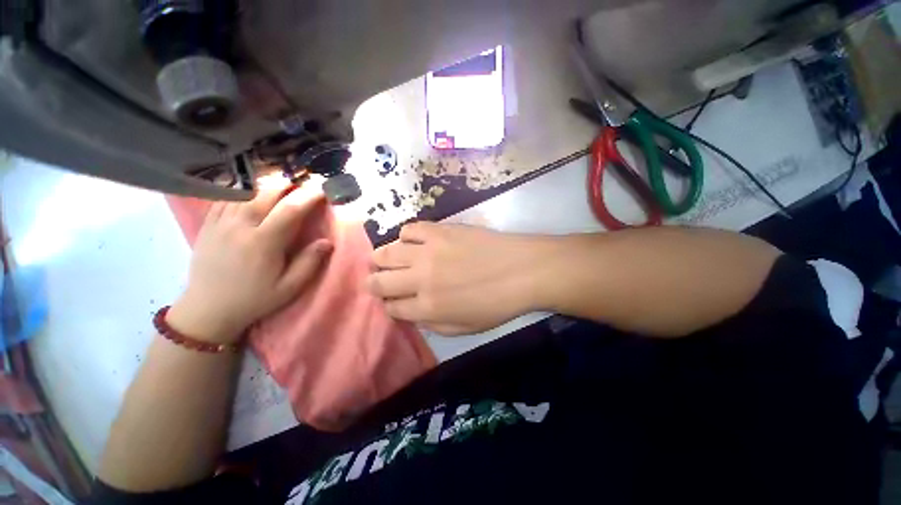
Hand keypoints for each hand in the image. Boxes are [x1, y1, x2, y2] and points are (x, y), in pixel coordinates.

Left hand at [167, 186, 332, 343]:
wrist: (207, 309)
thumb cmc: (254, 299)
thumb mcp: (289, 288)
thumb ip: (309, 263)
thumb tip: (327, 242)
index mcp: (263, 243)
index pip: (290, 210)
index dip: (308, 196)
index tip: (322, 190)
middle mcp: (240, 227)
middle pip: (265, 194)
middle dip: (288, 184)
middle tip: (303, 182)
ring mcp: (219, 224)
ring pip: (244, 192)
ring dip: (266, 184)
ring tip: (281, 182)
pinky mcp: (207, 225)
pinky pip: (224, 198)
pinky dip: (241, 190)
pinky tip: (252, 190)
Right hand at [367, 222, 553, 335]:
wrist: (522, 270)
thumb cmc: (498, 304)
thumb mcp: (465, 328)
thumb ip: (433, 324)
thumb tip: (412, 313)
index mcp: (428, 307)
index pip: (392, 308)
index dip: (388, 306)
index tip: (391, 301)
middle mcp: (420, 279)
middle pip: (380, 281)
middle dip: (373, 283)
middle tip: (377, 280)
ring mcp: (428, 251)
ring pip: (387, 252)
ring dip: (381, 258)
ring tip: (385, 259)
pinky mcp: (439, 230)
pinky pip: (409, 229)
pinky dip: (405, 236)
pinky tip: (412, 241)